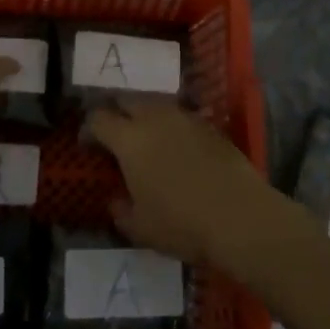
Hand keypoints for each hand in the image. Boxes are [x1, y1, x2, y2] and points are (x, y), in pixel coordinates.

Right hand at [87, 101, 304, 274]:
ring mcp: (184, 117)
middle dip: (117, 112)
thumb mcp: (141, 228)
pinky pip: (180, 116)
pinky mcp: (209, 125)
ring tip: (146, 138)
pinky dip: (170, 126)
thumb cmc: (182, 224)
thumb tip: (116, 200)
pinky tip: (176, 147)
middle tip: (115, 134)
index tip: (89, 145)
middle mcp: (154, 118)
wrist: (240, 216)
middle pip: (127, 100)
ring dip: (144, 115)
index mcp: (130, 139)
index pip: (99, 119)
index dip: (89, 129)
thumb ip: (121, 210)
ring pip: (155, 104)